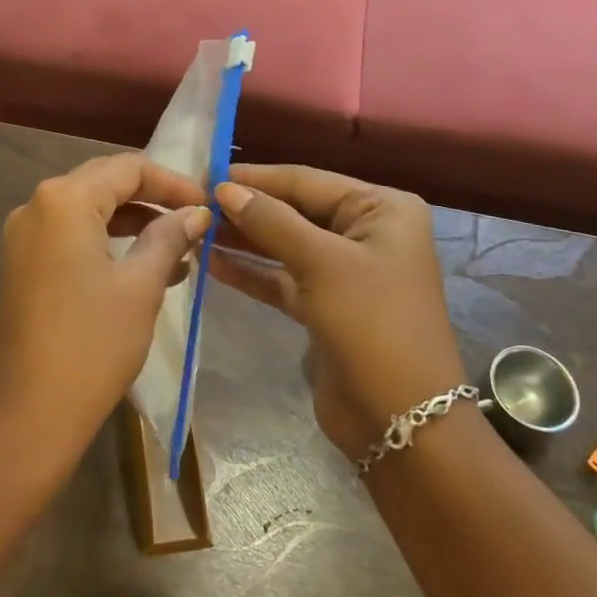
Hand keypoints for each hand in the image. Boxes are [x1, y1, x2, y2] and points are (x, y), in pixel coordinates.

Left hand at [0, 153, 209, 467]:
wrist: (30, 414)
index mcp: (63, 200)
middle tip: (194, 220)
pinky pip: (69, 236)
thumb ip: (169, 237)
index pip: (127, 168)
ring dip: (132, 223)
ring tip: (177, 250)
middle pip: (103, 183)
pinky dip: (106, 242)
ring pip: (87, 211)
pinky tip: (142, 268)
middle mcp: (36, 206)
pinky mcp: (20, 264)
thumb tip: (197, 213)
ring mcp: (22, 236)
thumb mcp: (141, 286)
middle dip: (152, 199)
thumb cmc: (93, 344)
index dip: (172, 182)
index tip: (207, 205)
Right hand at [209, 165, 464, 458]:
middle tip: (194, 203)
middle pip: (295, 210)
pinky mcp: (326, 305)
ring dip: (244, 239)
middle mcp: (366, 232)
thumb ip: (271, 221)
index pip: (307, 181)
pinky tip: (212, 263)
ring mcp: (346, 270)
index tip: (205, 174)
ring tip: (196, 229)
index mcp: (382, 209)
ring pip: (285, 244)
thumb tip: (224, 189)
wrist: (402, 421)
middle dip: (247, 209)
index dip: (255, 178)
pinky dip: (251, 271)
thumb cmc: (371, 324)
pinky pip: (282, 277)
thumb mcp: (321, 263)